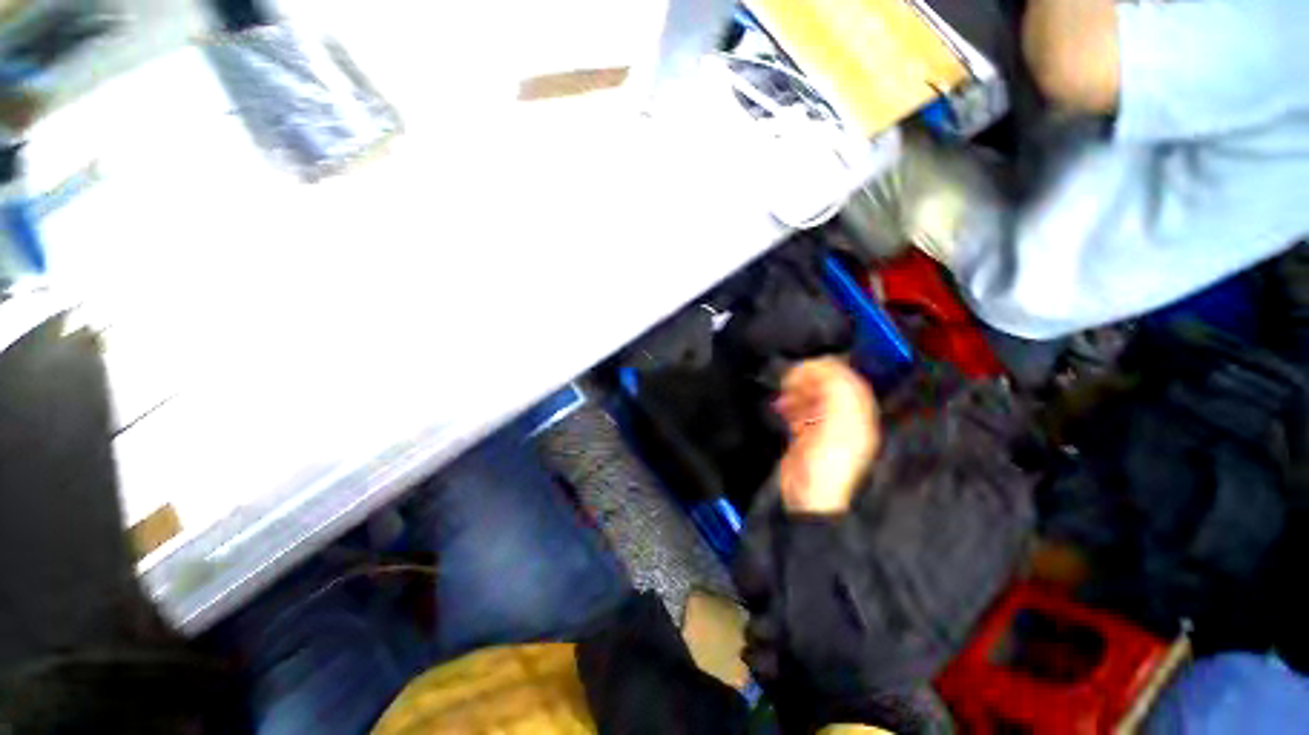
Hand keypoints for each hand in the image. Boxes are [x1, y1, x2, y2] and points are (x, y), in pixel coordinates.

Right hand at [774, 358, 879, 514]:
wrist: (807, 497)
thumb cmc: (826, 468)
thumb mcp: (838, 423)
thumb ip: (836, 392)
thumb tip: (826, 367)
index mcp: (857, 414)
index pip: (846, 379)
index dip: (826, 368)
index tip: (806, 365)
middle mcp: (844, 419)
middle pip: (828, 386)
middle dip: (808, 379)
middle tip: (791, 378)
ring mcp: (825, 428)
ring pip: (812, 397)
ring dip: (797, 391)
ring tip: (786, 392)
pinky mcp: (807, 436)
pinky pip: (800, 411)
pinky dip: (791, 405)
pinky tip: (784, 408)